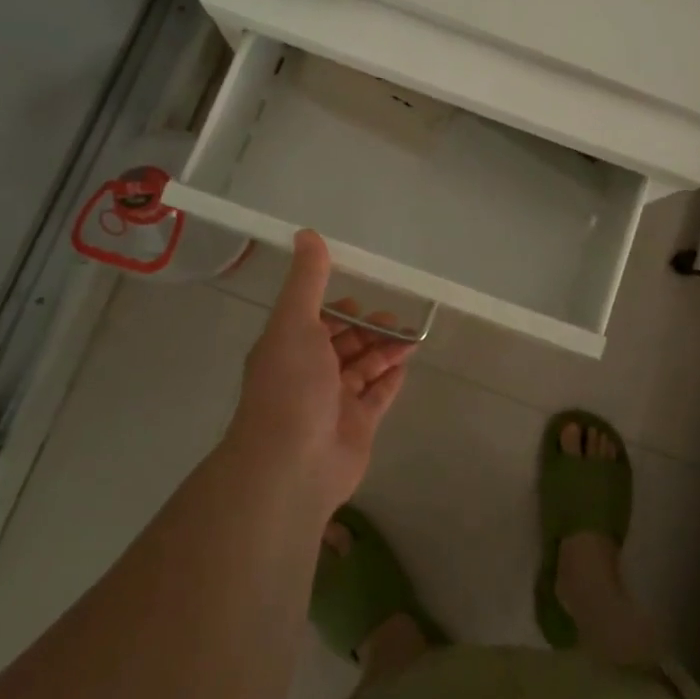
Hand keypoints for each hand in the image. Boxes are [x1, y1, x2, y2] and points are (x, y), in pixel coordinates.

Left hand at [229, 230, 414, 510]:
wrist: (293, 465)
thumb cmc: (291, 386)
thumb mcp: (295, 322)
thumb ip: (307, 280)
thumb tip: (306, 233)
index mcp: (289, 349)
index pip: (315, 323)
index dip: (337, 311)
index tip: (360, 301)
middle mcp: (309, 374)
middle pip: (343, 345)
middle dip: (368, 329)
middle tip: (395, 319)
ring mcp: (333, 403)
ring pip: (363, 368)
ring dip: (384, 350)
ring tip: (410, 336)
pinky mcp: (356, 426)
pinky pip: (378, 396)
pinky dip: (390, 380)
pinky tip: (407, 365)